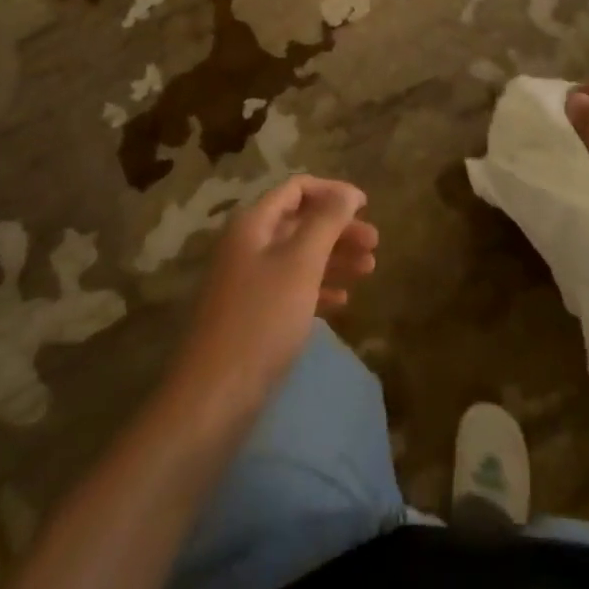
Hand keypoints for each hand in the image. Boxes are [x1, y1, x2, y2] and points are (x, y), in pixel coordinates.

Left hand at [169, 175, 377, 416]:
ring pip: (299, 256)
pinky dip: (318, 288)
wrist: (213, 399)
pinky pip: (291, 288)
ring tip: (369, 269)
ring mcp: (247, 281)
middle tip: (375, 243)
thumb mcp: (301, 263)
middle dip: (339, 229)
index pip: (297, 189)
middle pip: (300, 222)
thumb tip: (348, 192)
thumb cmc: (262, 319)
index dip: (333, 192)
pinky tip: (343, 301)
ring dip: (334, 258)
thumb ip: (327, 221)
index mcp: (253, 224)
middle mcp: (247, 245)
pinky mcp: (252, 315)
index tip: (366, 206)